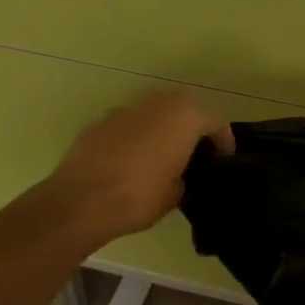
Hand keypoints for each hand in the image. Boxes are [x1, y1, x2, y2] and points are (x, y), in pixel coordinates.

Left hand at [41, 91, 235, 245]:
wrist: (80, 201)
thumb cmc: (139, 196)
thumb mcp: (176, 193)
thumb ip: (184, 175)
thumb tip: (178, 174)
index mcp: (185, 116)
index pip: (215, 121)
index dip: (223, 141)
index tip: (224, 160)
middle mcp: (158, 103)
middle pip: (185, 108)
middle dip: (192, 128)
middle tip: (196, 153)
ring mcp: (126, 109)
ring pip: (155, 113)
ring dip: (163, 128)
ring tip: (163, 156)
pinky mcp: (100, 122)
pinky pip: (129, 125)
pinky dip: (136, 137)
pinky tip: (131, 162)